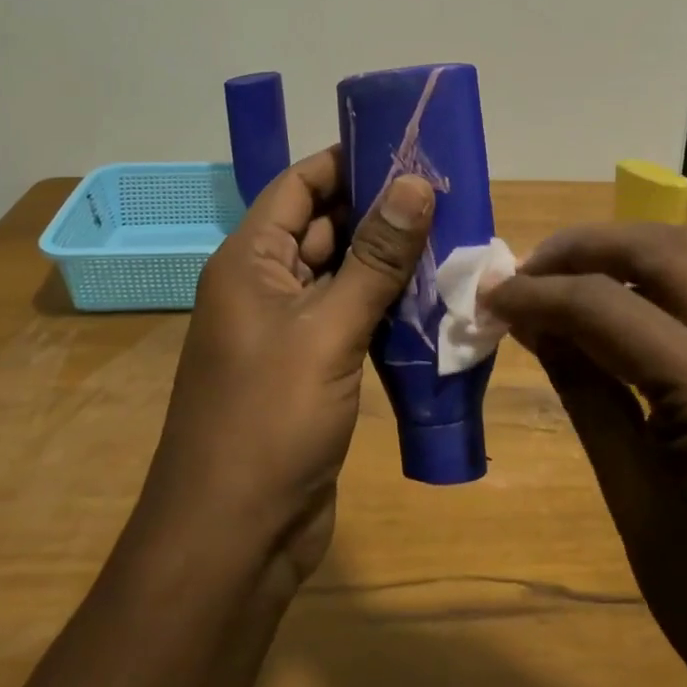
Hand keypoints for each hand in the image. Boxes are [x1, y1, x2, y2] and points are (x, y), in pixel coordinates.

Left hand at [140, 146, 434, 583]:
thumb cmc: (269, 421)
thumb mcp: (327, 329)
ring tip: (452, 233)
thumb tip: (415, 182)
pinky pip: (349, 316)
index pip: (298, 185)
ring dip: (387, 258)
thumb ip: (375, 257)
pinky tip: (432, 295)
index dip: (347, 161)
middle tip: (446, 191)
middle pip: (322, 226)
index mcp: (249, 262)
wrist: (234, 540)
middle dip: (379, 208)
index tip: (407, 146)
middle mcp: (262, 286)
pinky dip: (385, 303)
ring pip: (341, 273)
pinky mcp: (310, 367)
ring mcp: (286, 329)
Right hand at [485, 224, 686, 686]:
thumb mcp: (627, 490)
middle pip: (663, 251)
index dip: (540, 293)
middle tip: (529, 271)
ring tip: (572, 275)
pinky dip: (669, 271)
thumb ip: (580, 384)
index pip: (610, 307)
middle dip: (585, 248)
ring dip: (628, 248)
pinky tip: (631, 292)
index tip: (492, 296)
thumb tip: (528, 317)